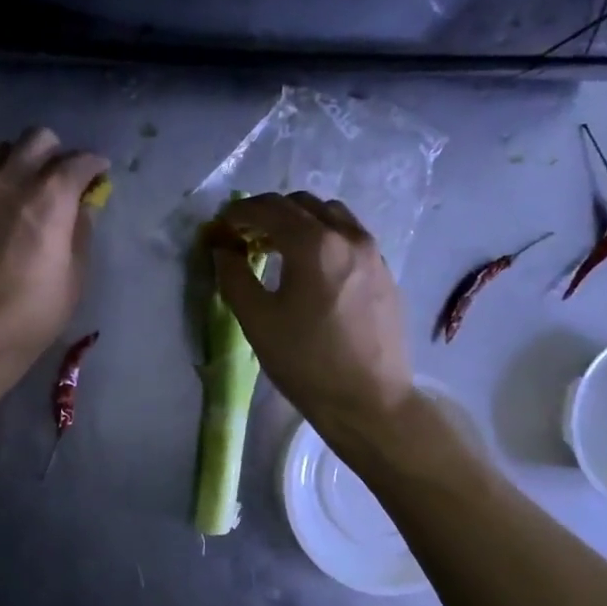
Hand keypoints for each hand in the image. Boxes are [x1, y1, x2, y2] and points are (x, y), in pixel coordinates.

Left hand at [0, 128, 108, 385]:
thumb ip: (81, 230)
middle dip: (58, 152)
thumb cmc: (36, 310)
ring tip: (30, 184)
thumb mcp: (76, 274)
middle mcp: (14, 181)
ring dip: (24, 159)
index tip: (100, 175)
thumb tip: (83, 205)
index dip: (94, 165)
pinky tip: (4, 200)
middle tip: (65, 177)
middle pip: (38, 139)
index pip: (78, 161)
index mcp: (50, 198)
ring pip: (5, 149)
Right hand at [212, 192, 416, 446]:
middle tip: (246, 237)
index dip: (239, 212)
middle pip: (301, 204)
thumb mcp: (257, 321)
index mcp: (314, 244)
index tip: (221, 226)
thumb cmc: (307, 363)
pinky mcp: (385, 273)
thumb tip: (222, 249)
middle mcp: (348, 237)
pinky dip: (325, 237)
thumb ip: (234, 276)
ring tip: (280, 249)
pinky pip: (350, 237)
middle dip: (268, 213)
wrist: (370, 401)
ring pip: (331, 215)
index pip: (269, 209)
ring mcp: (372, 253)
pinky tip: (314, 268)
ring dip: (300, 221)